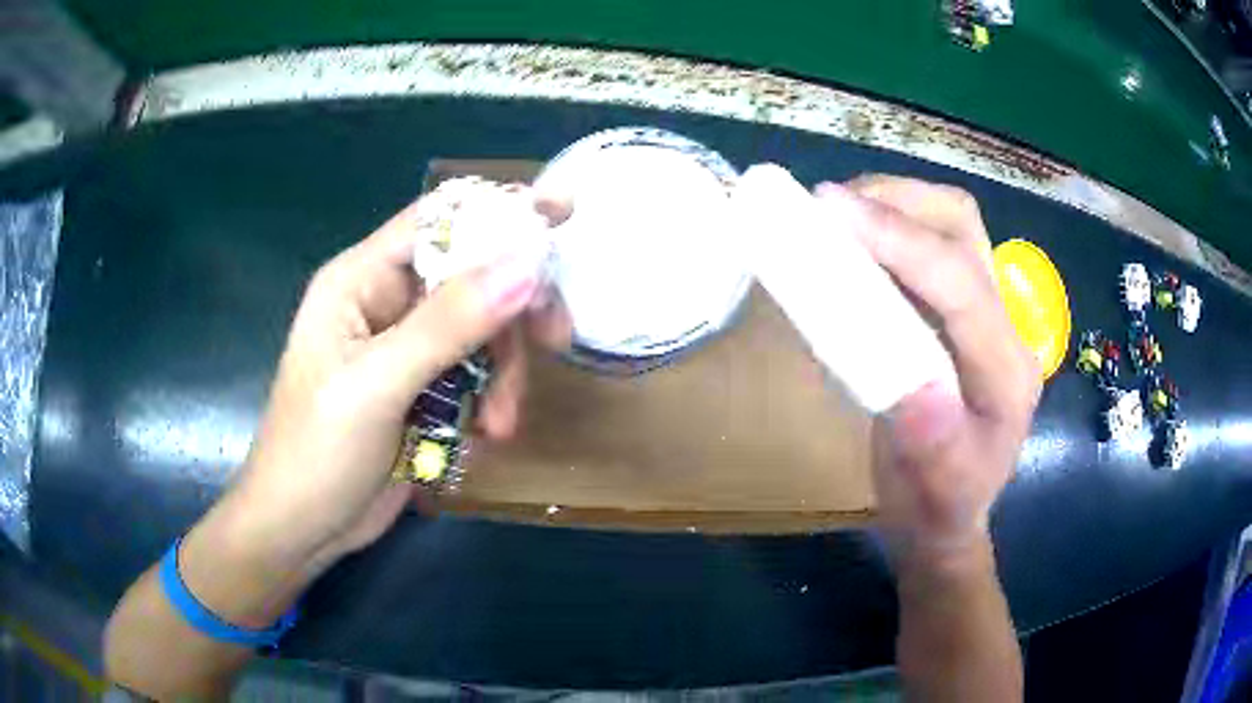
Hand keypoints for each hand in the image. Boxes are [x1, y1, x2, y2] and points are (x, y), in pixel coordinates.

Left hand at [230, 187, 570, 566]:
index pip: (438, 219)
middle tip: (554, 340)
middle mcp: (386, 301)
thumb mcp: (376, 386)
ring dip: (503, 372)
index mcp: (361, 279)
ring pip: (482, 330)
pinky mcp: (423, 388)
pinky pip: (477, 373)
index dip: (499, 211)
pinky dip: (491, 399)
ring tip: (500, 425)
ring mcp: (407, 347)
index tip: (562, 218)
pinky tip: (486, 436)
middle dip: (513, 310)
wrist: (302, 529)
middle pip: (472, 275)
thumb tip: (526, 263)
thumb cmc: (317, 451)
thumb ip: (447, 324)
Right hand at [816, 175, 1040, 569]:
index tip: (829, 211)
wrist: (947, 512)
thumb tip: (915, 391)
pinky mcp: (959, 309)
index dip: (900, 240)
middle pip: (963, 227)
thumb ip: (935, 450)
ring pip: (950, 223)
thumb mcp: (937, 494)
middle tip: (829, 208)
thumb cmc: (940, 507)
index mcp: (1007, 369)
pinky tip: (854, 240)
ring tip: (836, 217)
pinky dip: (889, 226)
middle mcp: (1006, 325)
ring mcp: (985, 310)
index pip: (961, 282)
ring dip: (892, 204)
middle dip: (897, 202)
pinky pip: (929, 245)